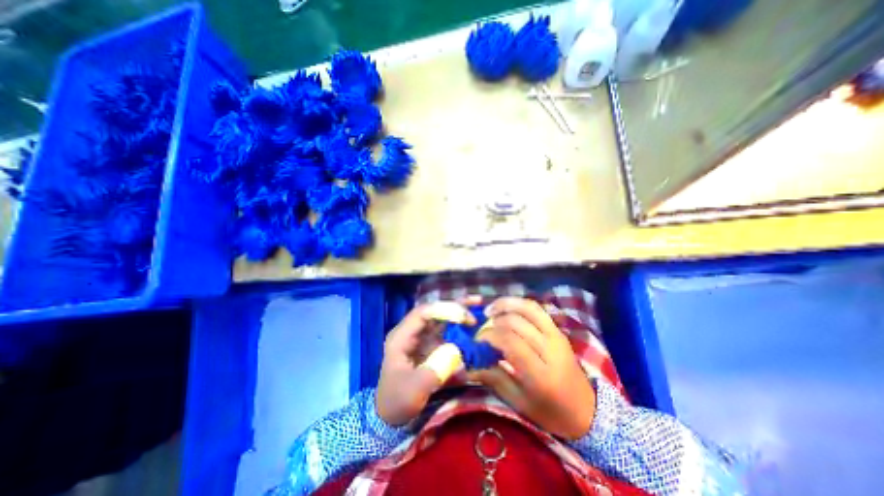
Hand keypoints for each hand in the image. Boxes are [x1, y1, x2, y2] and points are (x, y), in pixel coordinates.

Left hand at [376, 301, 479, 423]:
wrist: (392, 416)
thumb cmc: (398, 401)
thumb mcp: (414, 390)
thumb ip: (434, 370)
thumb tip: (456, 351)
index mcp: (402, 337)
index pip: (422, 314)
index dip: (443, 310)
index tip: (463, 317)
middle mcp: (412, 332)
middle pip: (434, 312)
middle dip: (455, 306)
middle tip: (477, 302)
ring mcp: (421, 338)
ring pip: (442, 319)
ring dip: (459, 313)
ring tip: (478, 305)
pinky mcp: (430, 346)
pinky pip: (447, 333)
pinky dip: (460, 328)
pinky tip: (473, 327)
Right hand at [469, 297, 592, 438]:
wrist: (587, 411)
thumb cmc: (550, 412)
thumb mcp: (519, 402)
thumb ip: (494, 378)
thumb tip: (470, 363)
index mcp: (541, 374)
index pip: (510, 342)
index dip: (489, 337)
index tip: (476, 342)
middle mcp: (550, 349)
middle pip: (516, 322)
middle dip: (493, 323)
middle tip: (481, 332)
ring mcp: (557, 336)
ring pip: (528, 308)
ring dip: (505, 304)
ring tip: (489, 310)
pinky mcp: (558, 330)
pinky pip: (537, 309)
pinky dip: (518, 304)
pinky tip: (506, 309)